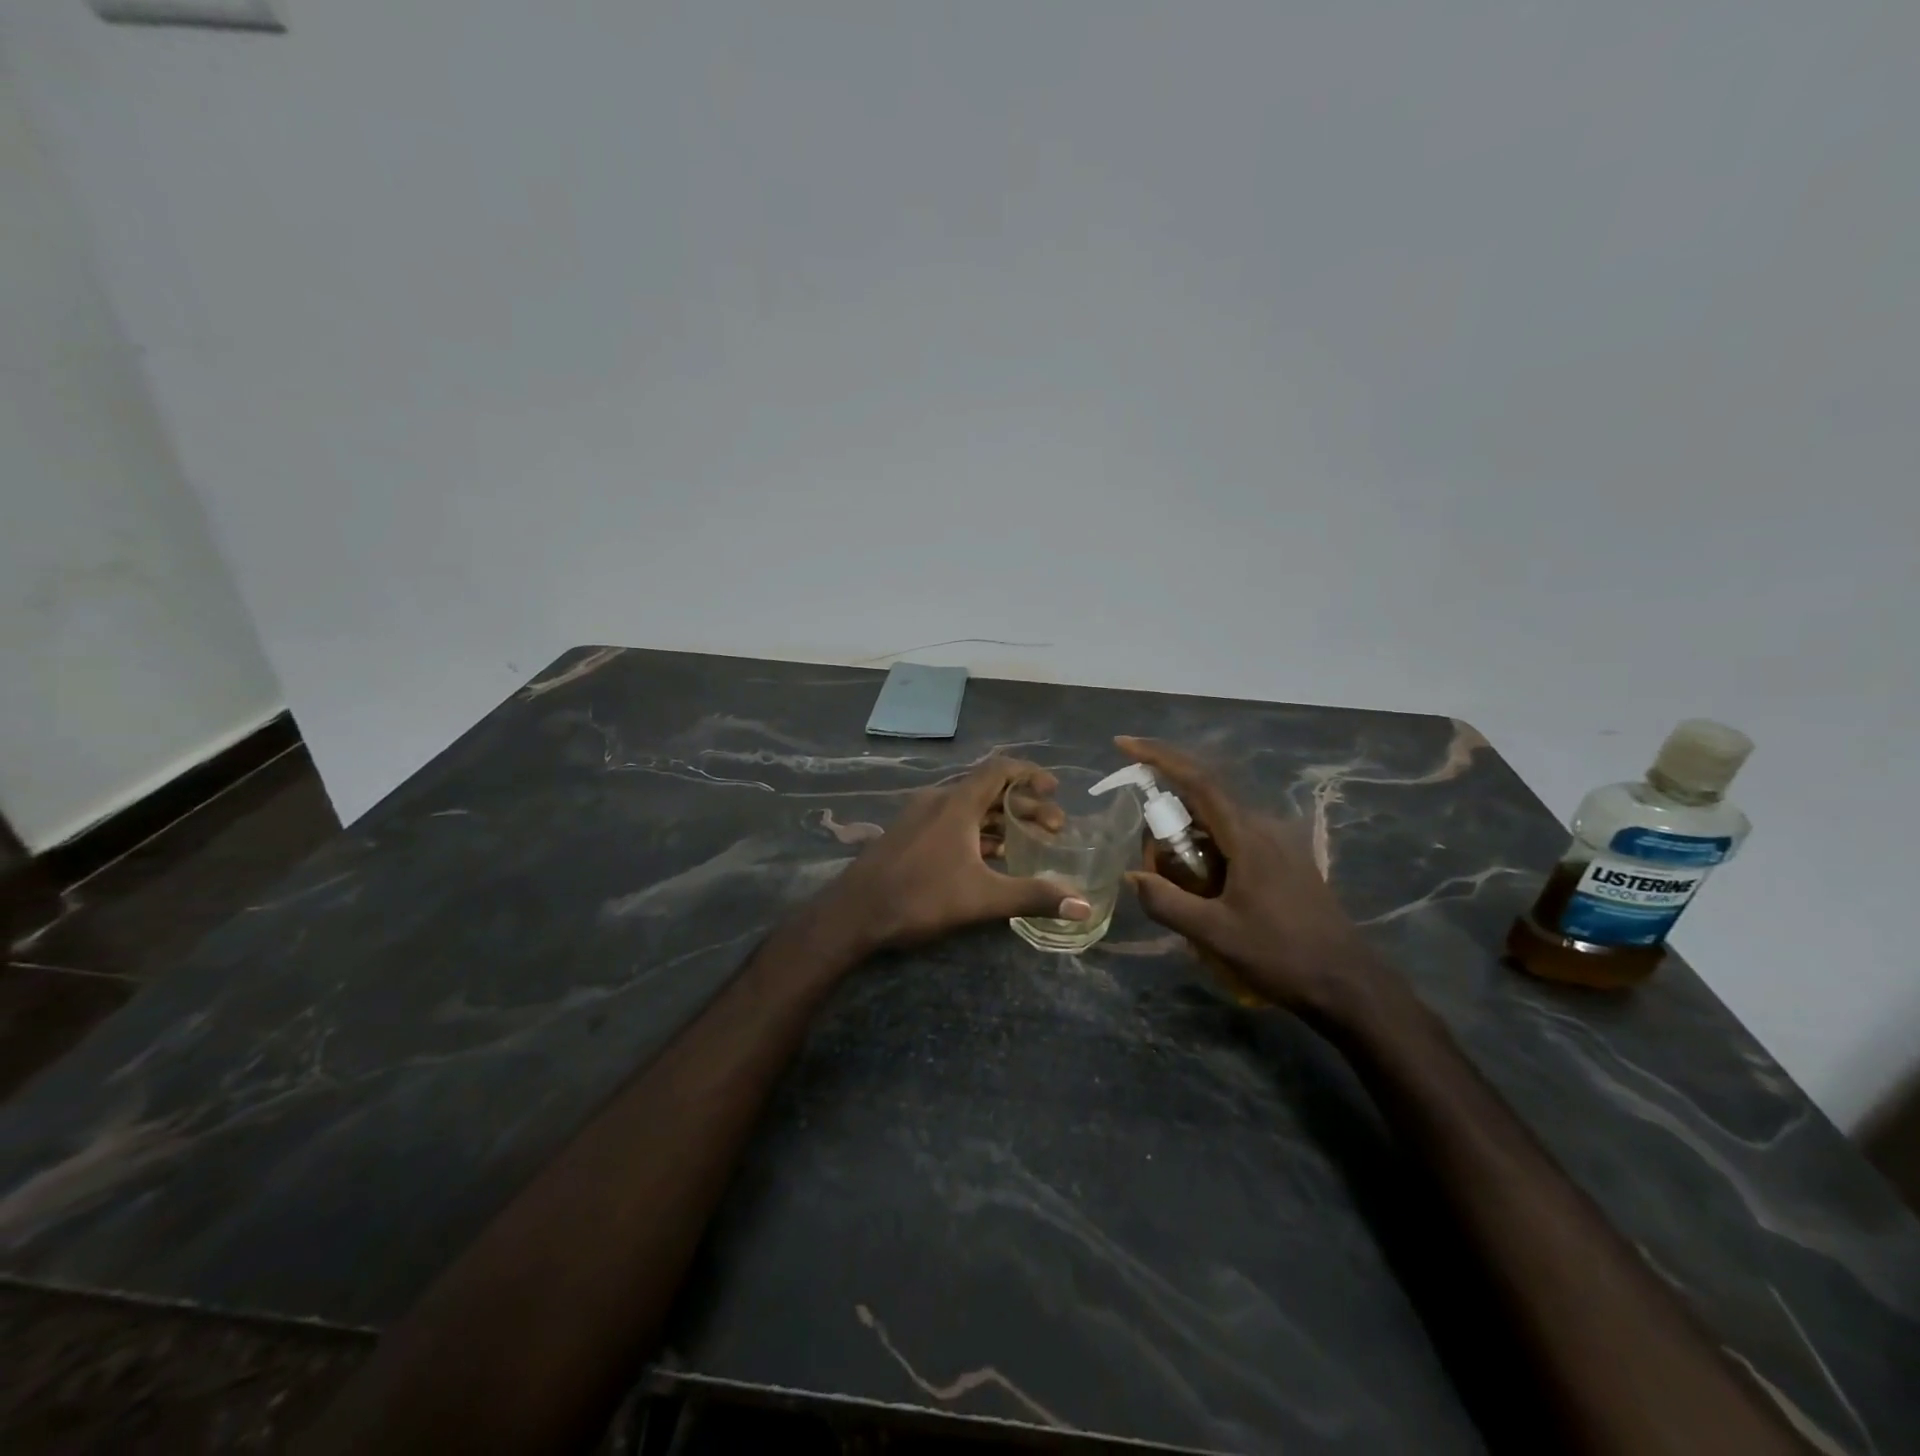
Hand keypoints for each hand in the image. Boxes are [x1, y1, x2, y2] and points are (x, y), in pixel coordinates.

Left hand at [819, 758, 1093, 952]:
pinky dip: (978, 832)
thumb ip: (1034, 896)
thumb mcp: (982, 898)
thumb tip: (1084, 905)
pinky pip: (952, 823)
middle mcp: (938, 801)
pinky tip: (992, 858)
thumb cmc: (920, 896)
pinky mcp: (908, 836)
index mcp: (956, 803)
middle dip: (1025, 806)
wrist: (853, 914)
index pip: (1000, 769)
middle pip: (989, 791)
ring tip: (1030, 843)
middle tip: (1055, 829)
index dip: (1031, 775)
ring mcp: (919, 817)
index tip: (1055, 791)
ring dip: (1001, 821)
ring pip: (970, 809)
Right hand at [1116, 736, 1386, 1011]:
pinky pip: (1232, 839)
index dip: (1158, 758)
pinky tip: (1199, 887)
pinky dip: (1205, 850)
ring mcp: (1277, 843)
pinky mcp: (1282, 861)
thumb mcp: (1215, 934)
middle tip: (1147, 856)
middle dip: (1165, 814)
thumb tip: (1131, 876)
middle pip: (1202, 799)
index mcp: (1248, 835)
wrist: (1349, 984)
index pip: (1197, 780)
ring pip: (1216, 822)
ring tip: (1169, 878)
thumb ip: (1168, 903)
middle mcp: (1263, 827)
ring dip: (1185, 837)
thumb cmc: (1282, 955)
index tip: (1124, 745)